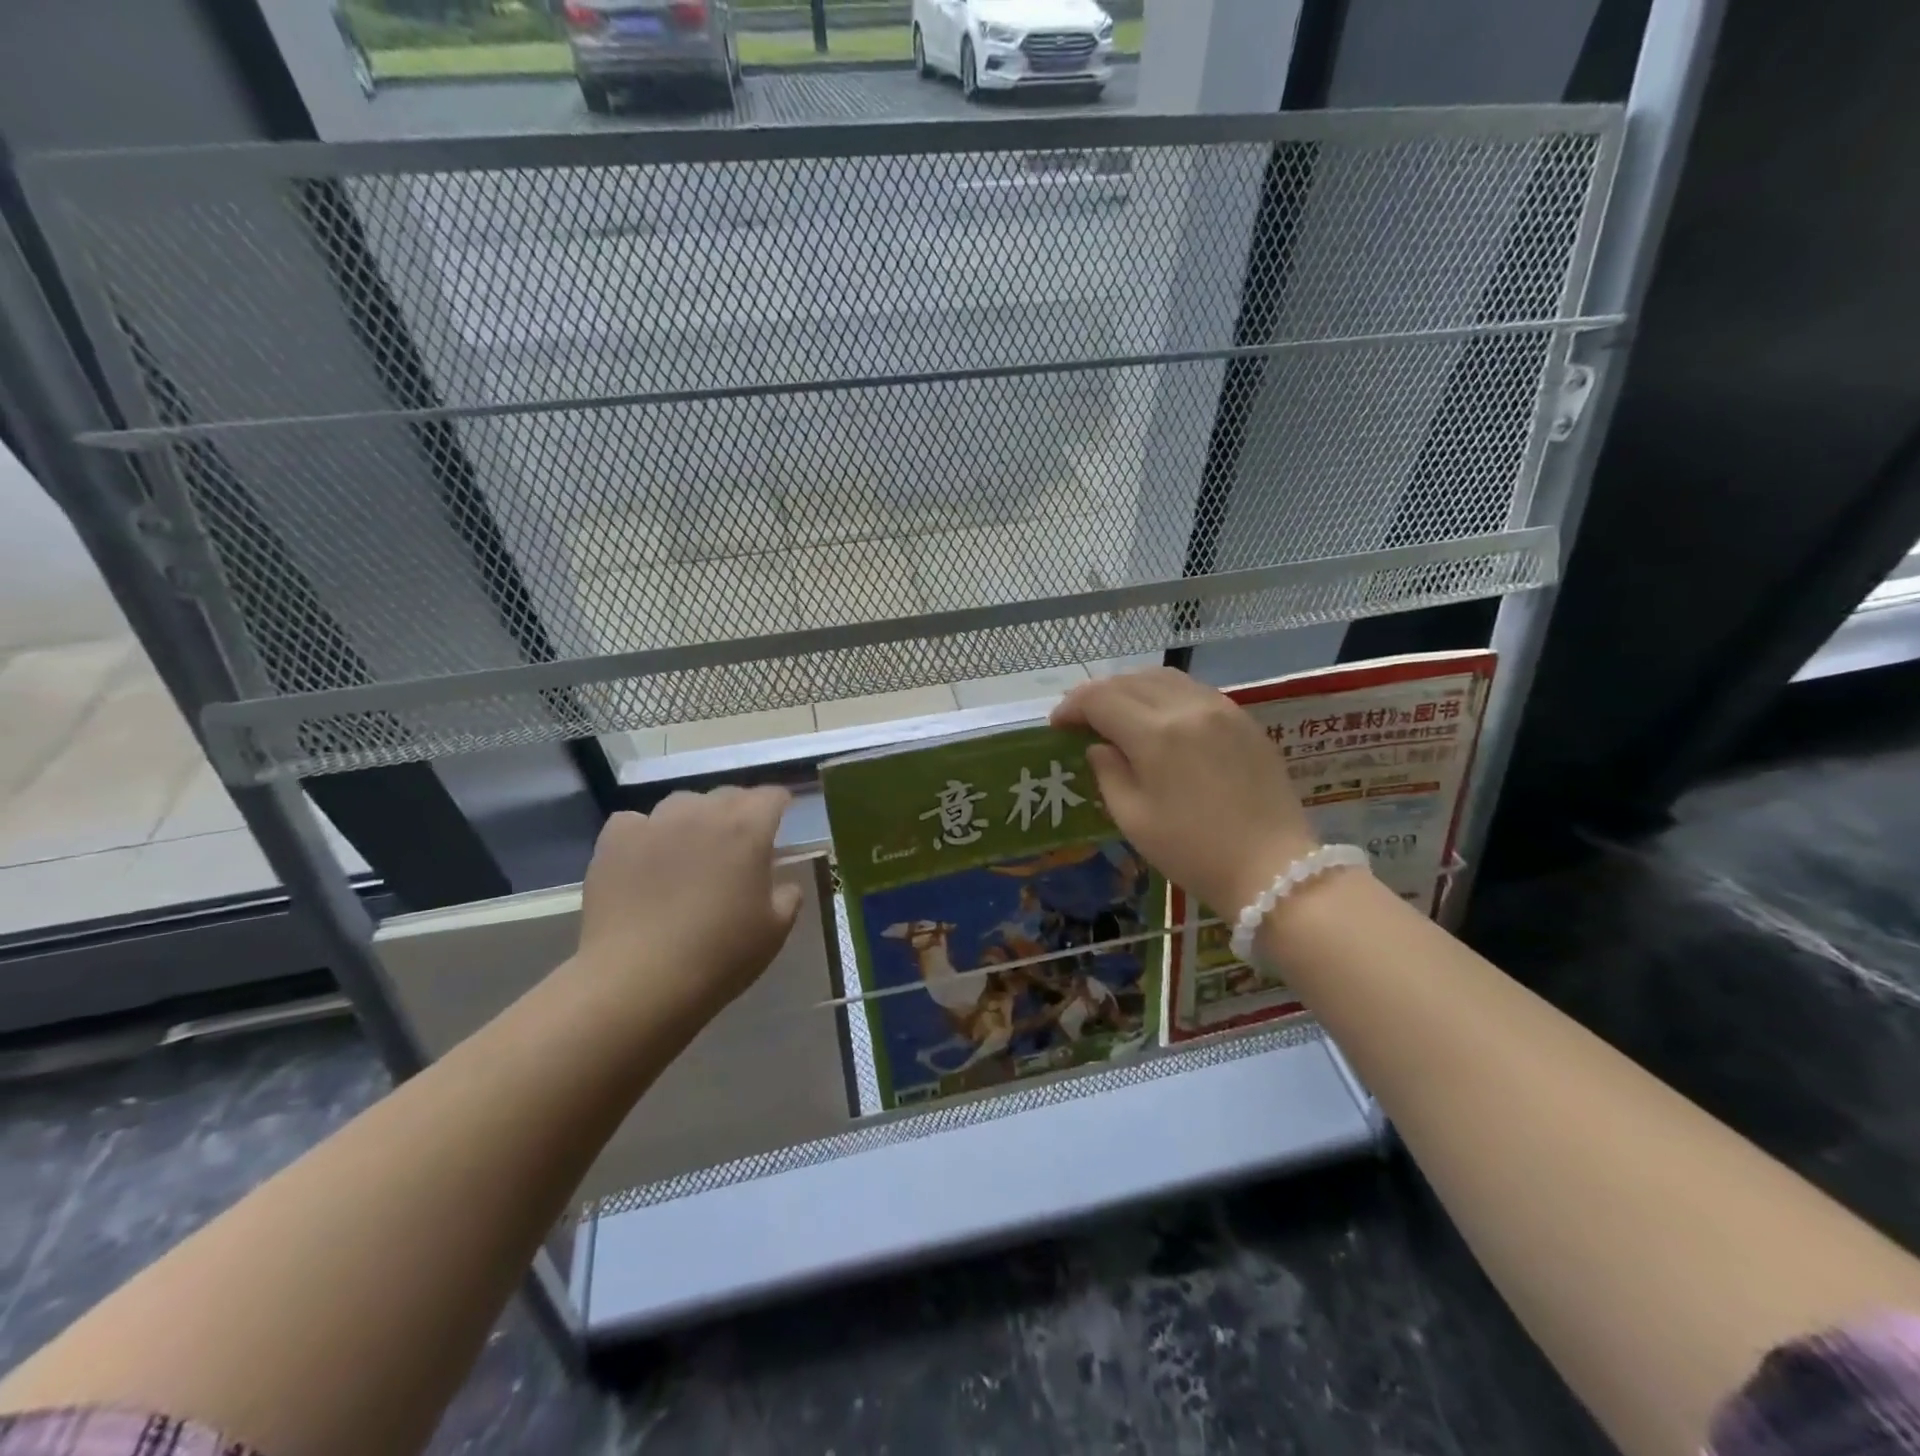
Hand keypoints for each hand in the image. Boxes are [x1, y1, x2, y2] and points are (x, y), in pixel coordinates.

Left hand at [575, 787, 803, 1027]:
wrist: (639, 980)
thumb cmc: (719, 955)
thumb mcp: (774, 931)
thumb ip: (787, 897)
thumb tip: (783, 884)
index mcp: (747, 830)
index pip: (771, 796)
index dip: (779, 806)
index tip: (781, 822)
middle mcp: (703, 814)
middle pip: (727, 795)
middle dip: (739, 811)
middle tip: (739, 844)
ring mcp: (655, 823)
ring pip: (681, 803)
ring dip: (694, 818)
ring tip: (690, 849)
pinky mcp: (615, 841)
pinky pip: (635, 822)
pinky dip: (645, 833)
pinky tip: (645, 859)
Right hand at [1051, 668, 1318, 914]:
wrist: (1273, 869)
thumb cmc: (1193, 852)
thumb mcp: (1134, 819)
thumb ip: (1108, 773)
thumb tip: (1098, 747)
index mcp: (1156, 734)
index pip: (1100, 699)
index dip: (1071, 707)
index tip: (1057, 726)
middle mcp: (1188, 708)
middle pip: (1129, 680)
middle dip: (1097, 694)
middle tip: (1082, 719)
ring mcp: (1221, 709)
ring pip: (1164, 677)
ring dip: (1131, 688)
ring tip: (1118, 714)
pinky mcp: (1244, 719)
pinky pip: (1193, 690)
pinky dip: (1164, 694)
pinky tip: (1159, 719)